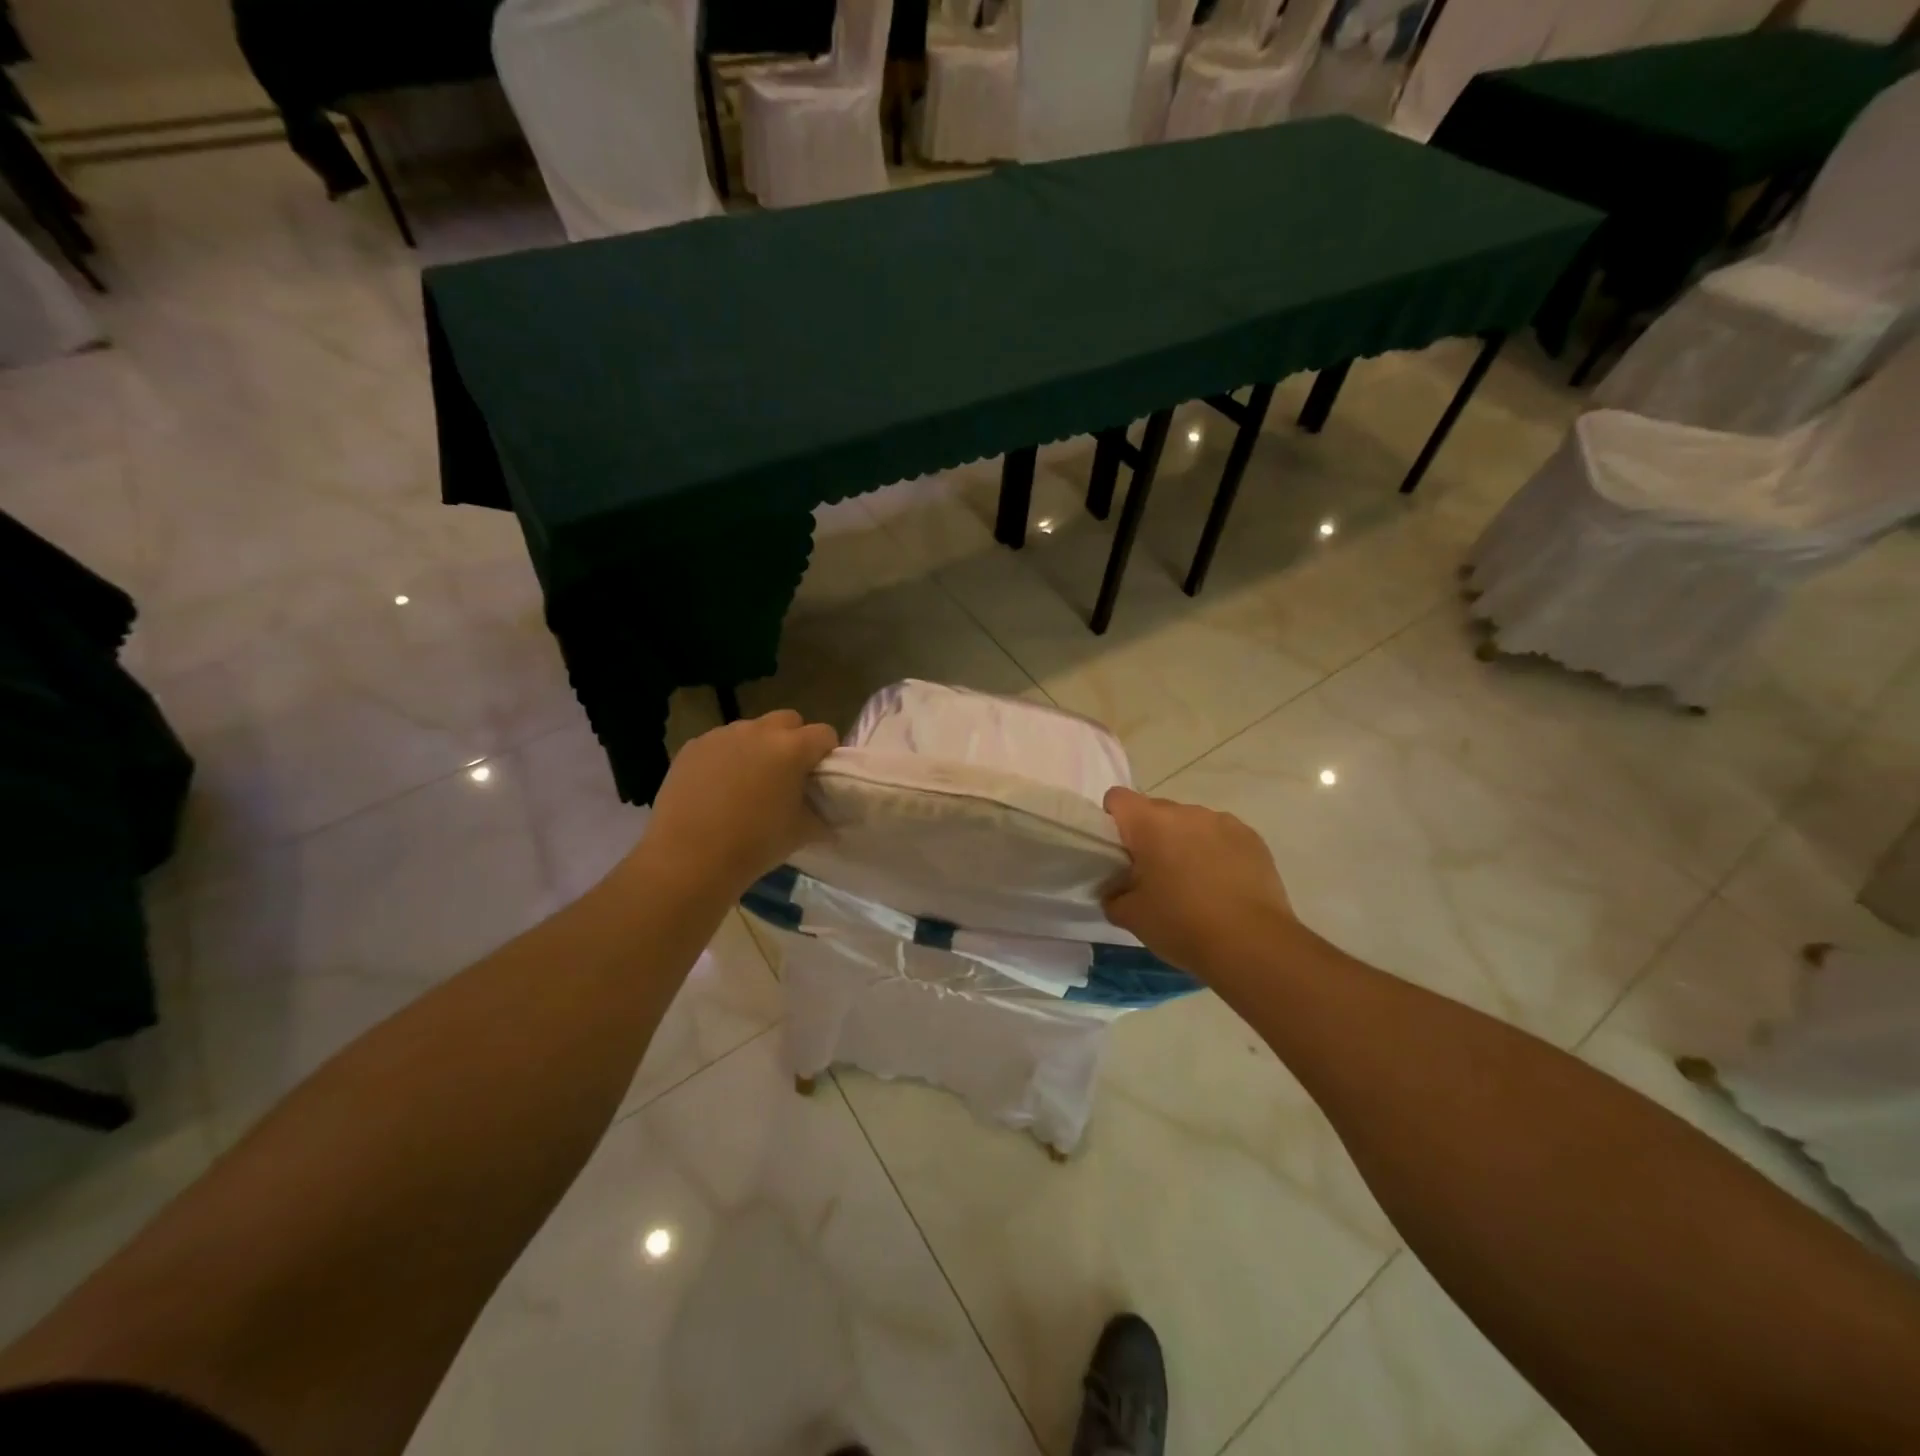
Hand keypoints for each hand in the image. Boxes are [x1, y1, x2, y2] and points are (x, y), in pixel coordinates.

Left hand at [633, 710, 838, 895]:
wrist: (688, 859)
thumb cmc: (754, 845)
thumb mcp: (800, 833)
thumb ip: (820, 814)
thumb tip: (824, 811)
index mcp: (792, 749)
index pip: (824, 734)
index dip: (827, 753)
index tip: (820, 776)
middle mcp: (758, 732)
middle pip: (788, 720)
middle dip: (793, 740)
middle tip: (787, 774)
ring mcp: (722, 735)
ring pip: (752, 730)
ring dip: (758, 747)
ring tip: (748, 782)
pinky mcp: (693, 747)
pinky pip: (720, 743)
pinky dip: (727, 757)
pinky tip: (718, 788)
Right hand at [1103, 787, 1298, 978]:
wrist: (1252, 945)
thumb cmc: (1181, 924)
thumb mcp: (1131, 917)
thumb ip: (1113, 895)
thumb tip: (1116, 890)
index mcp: (1150, 823)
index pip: (1117, 798)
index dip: (1112, 820)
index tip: (1119, 852)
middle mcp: (1186, 812)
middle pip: (1155, 811)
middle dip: (1150, 836)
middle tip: (1154, 875)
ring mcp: (1223, 822)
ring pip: (1191, 823)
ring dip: (1185, 843)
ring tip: (1193, 883)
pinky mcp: (1252, 838)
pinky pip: (1222, 836)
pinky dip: (1216, 853)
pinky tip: (1223, 886)